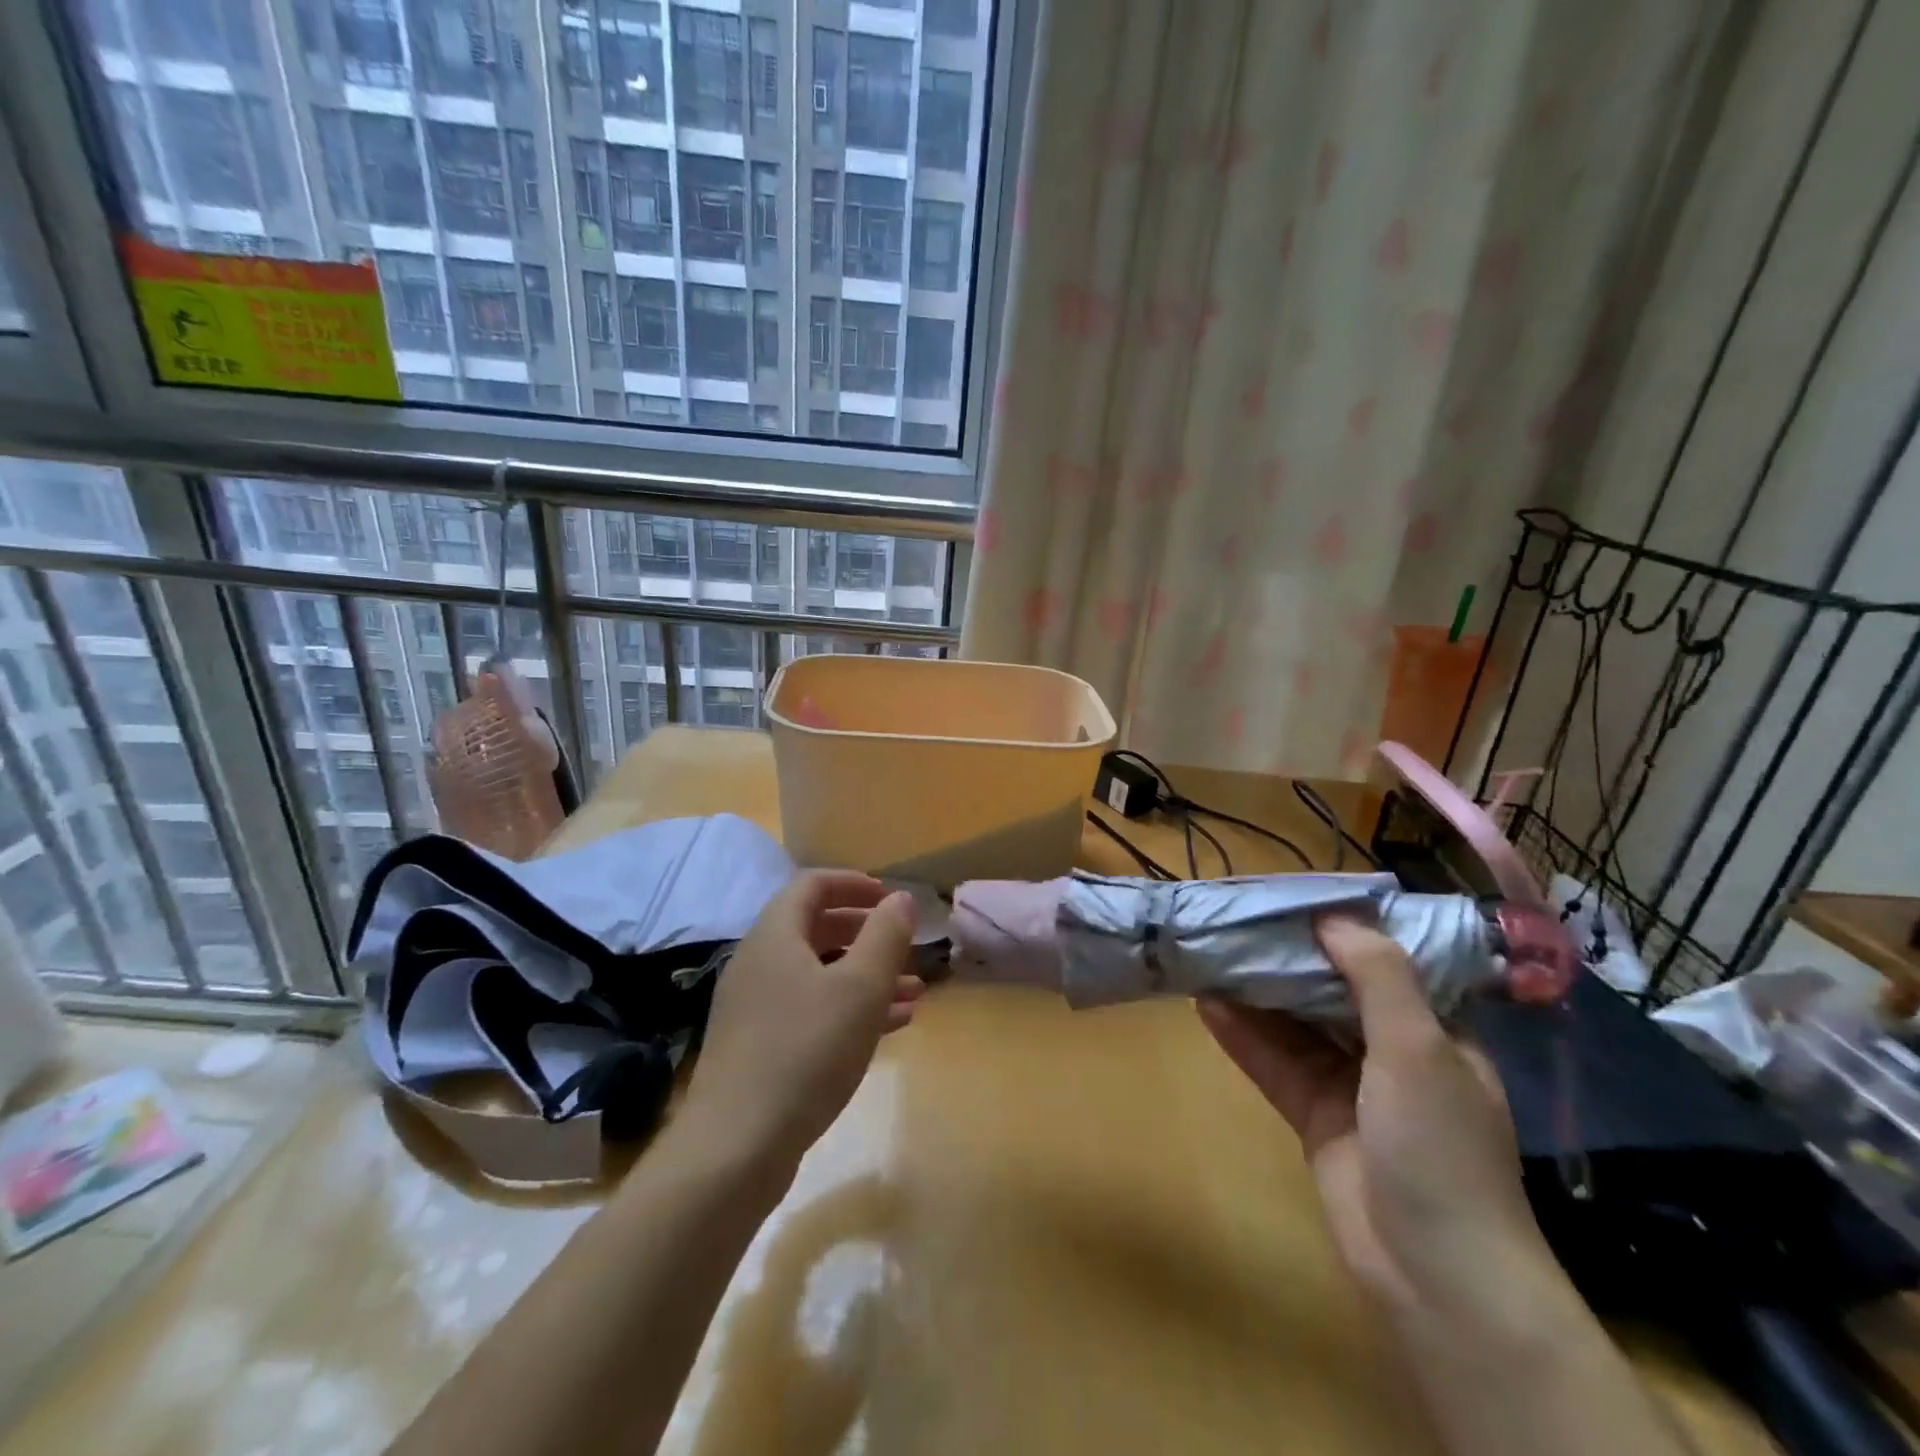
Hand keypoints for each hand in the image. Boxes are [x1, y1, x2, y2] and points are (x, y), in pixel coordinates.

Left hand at [681, 871, 923, 1177]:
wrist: (735, 1149)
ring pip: (819, 975)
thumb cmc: (805, 1051)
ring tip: (914, 992)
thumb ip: (885, 936)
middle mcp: (759, 963)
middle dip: (866, 932)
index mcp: (776, 936)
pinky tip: (890, 1029)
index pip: (812, 885)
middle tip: (904, 944)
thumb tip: (900, 899)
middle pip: (816, 929)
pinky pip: (812, 1011)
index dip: (854, 883)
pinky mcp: (759, 1048)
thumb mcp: (860, 988)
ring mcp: (755, 1008)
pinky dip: (849, 1009)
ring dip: (866, 976)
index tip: (890, 897)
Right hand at [1197, 915, 1554, 1319]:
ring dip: (1258, 994)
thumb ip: (1377, 976)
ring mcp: (1351, 1086)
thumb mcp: (1418, 1049)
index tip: (1294, 897)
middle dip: (1288, 958)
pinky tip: (1208, 1006)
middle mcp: (1392, 1051)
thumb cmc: (1440, 1148)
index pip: (1386, 962)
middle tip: (1237, 920)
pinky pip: (1276, 1064)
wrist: (1436, 1276)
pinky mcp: (1315, 1116)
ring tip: (1212, 953)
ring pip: (1297, 1026)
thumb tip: (1329, 917)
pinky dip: (1245, 1037)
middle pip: (1332, 990)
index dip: (1342, 928)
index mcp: (1434, 1030)